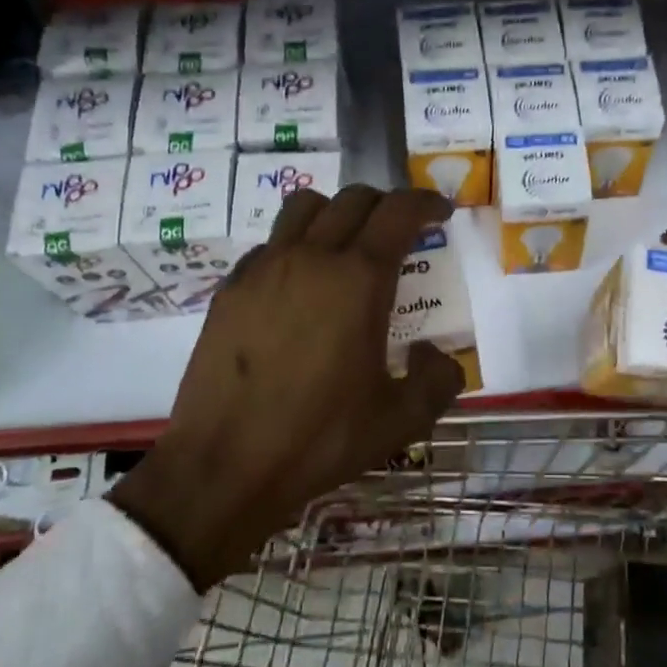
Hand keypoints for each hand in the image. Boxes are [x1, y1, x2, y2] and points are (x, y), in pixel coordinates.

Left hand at [111, 185, 464, 590]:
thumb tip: (431, 352)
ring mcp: (263, 269)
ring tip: (346, 243)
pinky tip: (298, 285)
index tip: (440, 212)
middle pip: (353, 199)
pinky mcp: (230, 289)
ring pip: (304, 207)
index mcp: (359, 280)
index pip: (399, 212)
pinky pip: (269, 244)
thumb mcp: (402, 419)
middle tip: (400, 230)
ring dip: (336, 212)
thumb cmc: (320, 439)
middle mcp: (311, 258)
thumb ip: (438, 379)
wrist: (225, 466)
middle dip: (385, 204)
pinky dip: (294, 246)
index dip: (426, 203)